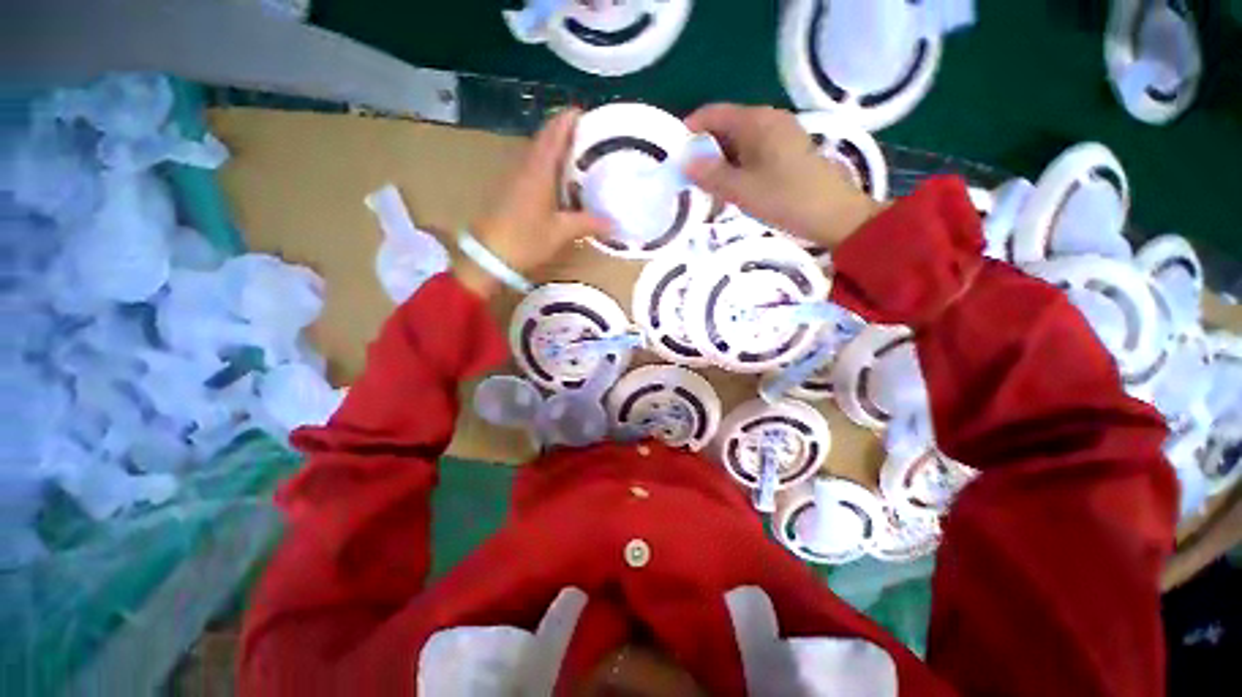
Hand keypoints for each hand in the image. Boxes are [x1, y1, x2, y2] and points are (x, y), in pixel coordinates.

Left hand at [456, 109, 610, 298]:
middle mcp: (525, 166)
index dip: (568, 118)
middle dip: (565, 132)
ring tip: (579, 156)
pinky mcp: (510, 189)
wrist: (488, 255)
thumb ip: (587, 223)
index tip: (586, 113)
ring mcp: (514, 176)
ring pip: (537, 153)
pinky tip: (559, 180)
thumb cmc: (526, 239)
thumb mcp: (561, 232)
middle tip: (589, 137)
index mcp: (539, 169)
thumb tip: (613, 222)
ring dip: (556, 149)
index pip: (554, 132)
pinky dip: (547, 165)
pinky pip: (532, 167)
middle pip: (545, 138)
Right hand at [685, 104, 880, 248]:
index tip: (673, 156)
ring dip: (719, 162)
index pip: (713, 114)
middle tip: (687, 178)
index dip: (689, 131)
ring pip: (738, 142)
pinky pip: (752, 153)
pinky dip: (736, 167)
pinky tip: (731, 189)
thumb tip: (683, 161)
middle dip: (703, 150)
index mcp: (757, 121)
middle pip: (725, 127)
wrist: (834, 215)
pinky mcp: (787, 152)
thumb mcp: (741, 190)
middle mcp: (768, 121)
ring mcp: (780, 136)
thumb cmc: (786, 199)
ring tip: (705, 188)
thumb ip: (710, 174)